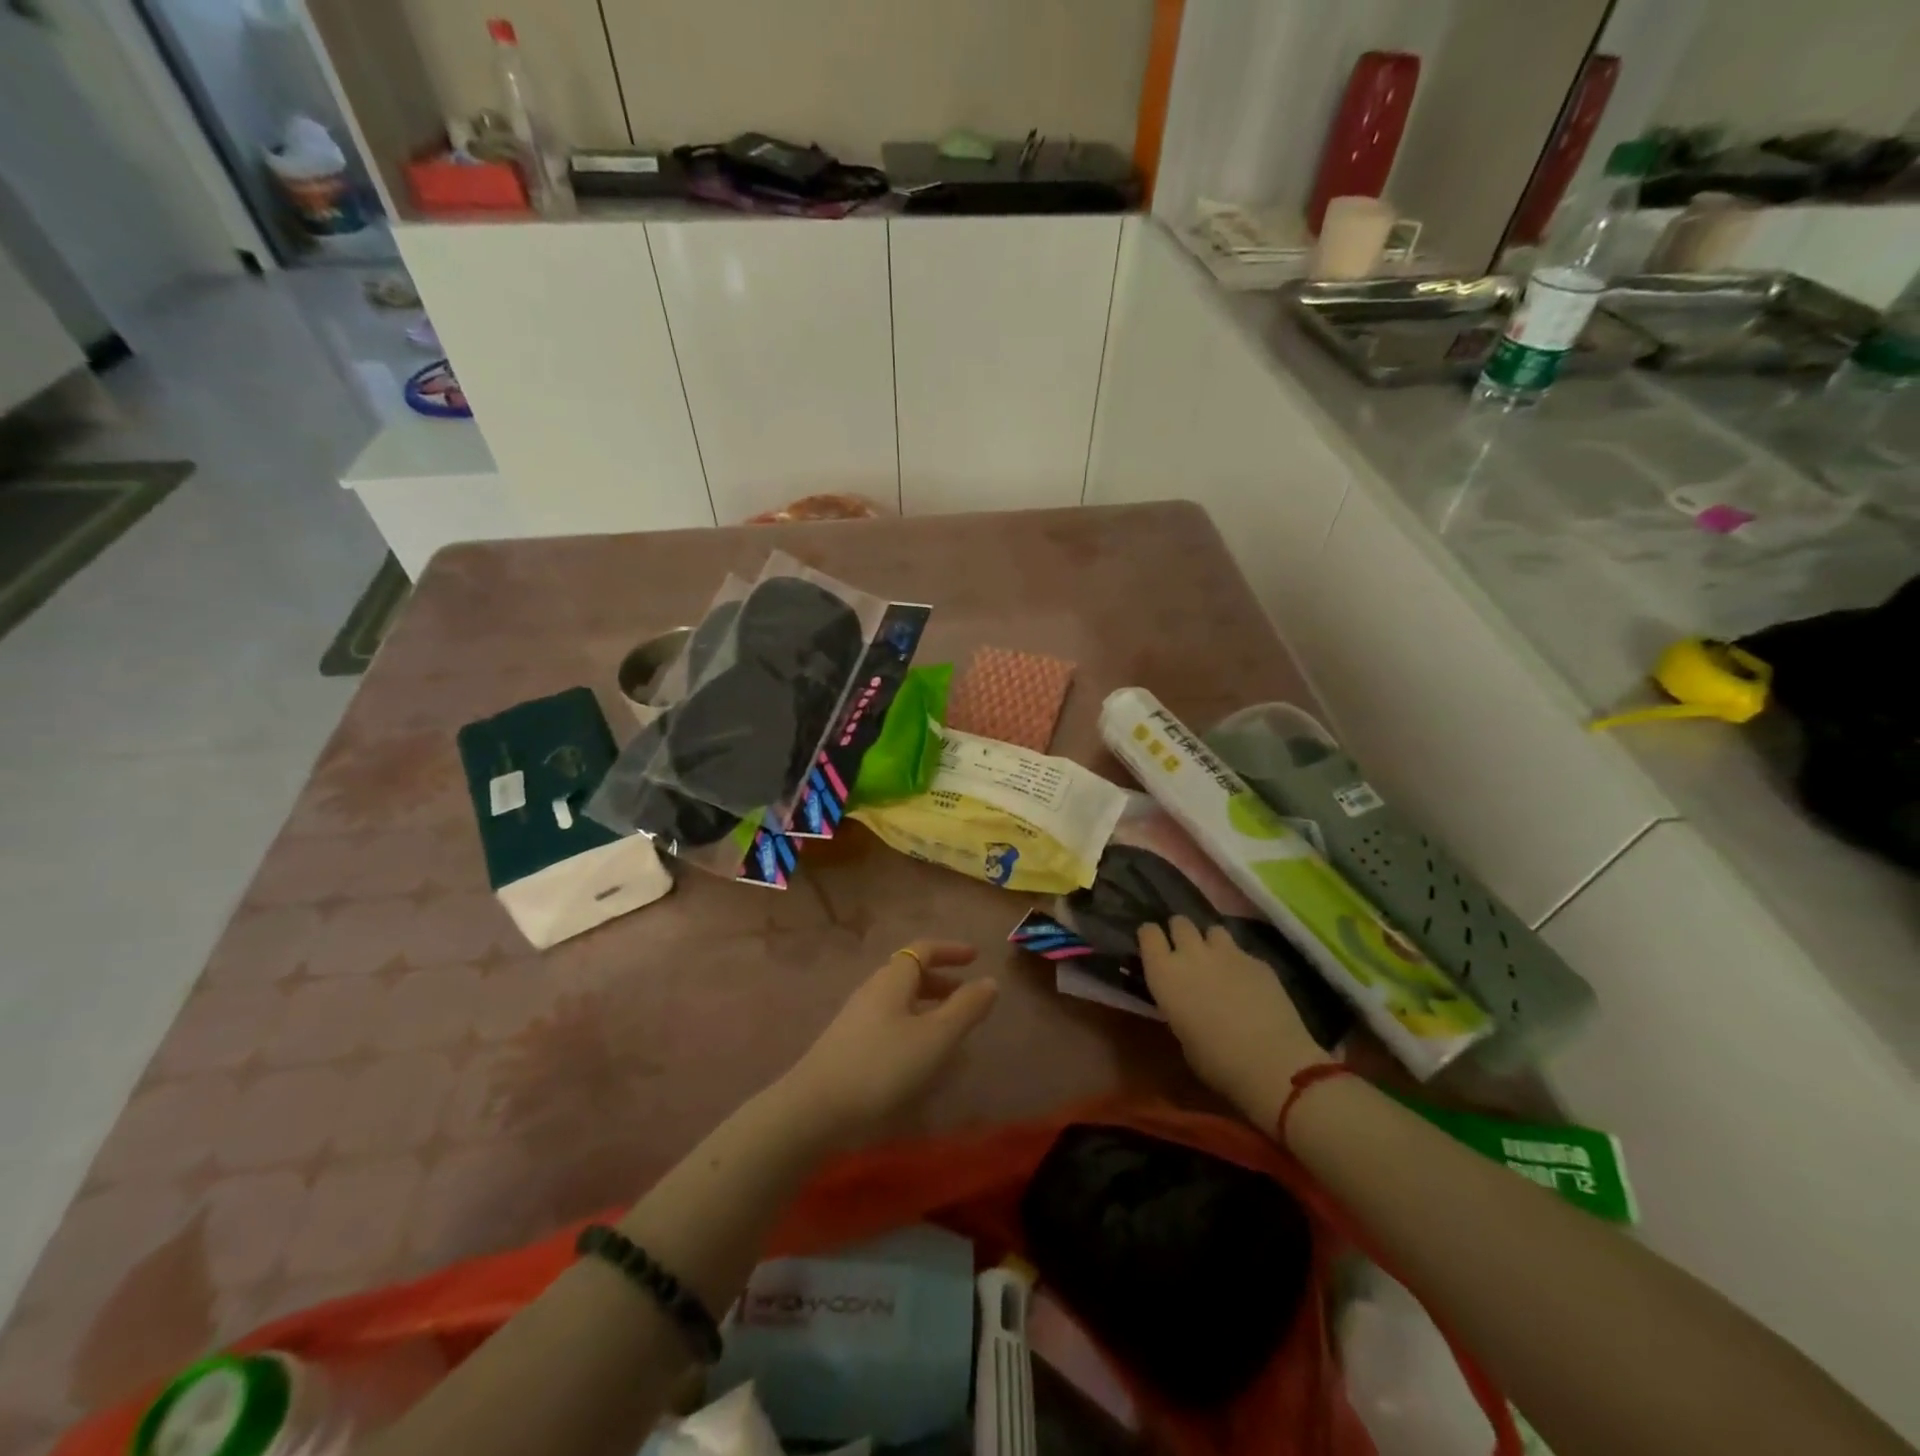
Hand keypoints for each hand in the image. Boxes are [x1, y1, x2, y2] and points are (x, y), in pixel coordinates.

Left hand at [783, 941, 998, 1143]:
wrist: (815, 1109)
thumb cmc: (882, 1066)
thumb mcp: (935, 1038)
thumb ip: (965, 1008)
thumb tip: (990, 981)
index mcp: (892, 979)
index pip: (923, 949)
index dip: (951, 950)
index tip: (975, 958)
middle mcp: (872, 990)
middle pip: (910, 974)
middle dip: (941, 981)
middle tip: (967, 996)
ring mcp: (856, 1018)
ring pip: (899, 1000)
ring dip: (927, 1006)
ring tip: (949, 1029)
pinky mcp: (848, 1045)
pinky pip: (889, 1022)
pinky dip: (912, 1026)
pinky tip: (919, 1056)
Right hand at [1138, 917, 1327, 1129]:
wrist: (1272, 1062)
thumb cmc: (1217, 1062)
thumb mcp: (1182, 1035)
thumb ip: (1178, 1005)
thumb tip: (1186, 1001)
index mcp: (1164, 974)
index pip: (1148, 933)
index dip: (1151, 938)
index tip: (1154, 948)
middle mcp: (1191, 954)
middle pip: (1180, 922)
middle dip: (1181, 934)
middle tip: (1187, 954)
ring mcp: (1228, 953)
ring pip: (1213, 930)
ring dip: (1211, 943)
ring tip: (1218, 963)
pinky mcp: (1258, 960)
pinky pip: (1242, 952)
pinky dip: (1241, 963)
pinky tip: (1249, 985)